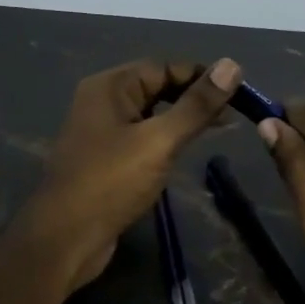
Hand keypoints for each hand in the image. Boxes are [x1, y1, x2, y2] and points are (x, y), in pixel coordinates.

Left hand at [24, 57, 243, 288]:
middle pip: (156, 88)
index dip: (201, 76)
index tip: (238, 92)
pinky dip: (164, 140)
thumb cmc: (111, 182)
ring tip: (217, 131)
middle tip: (232, 115)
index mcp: (109, 87)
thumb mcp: (159, 140)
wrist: (66, 238)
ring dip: (181, 120)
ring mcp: (100, 132)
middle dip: (193, 98)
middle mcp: (101, 102)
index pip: (163, 67)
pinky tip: (184, 153)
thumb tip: (232, 65)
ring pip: (150, 115)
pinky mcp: (104, 160)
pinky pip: (140, 139)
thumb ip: (196, 105)